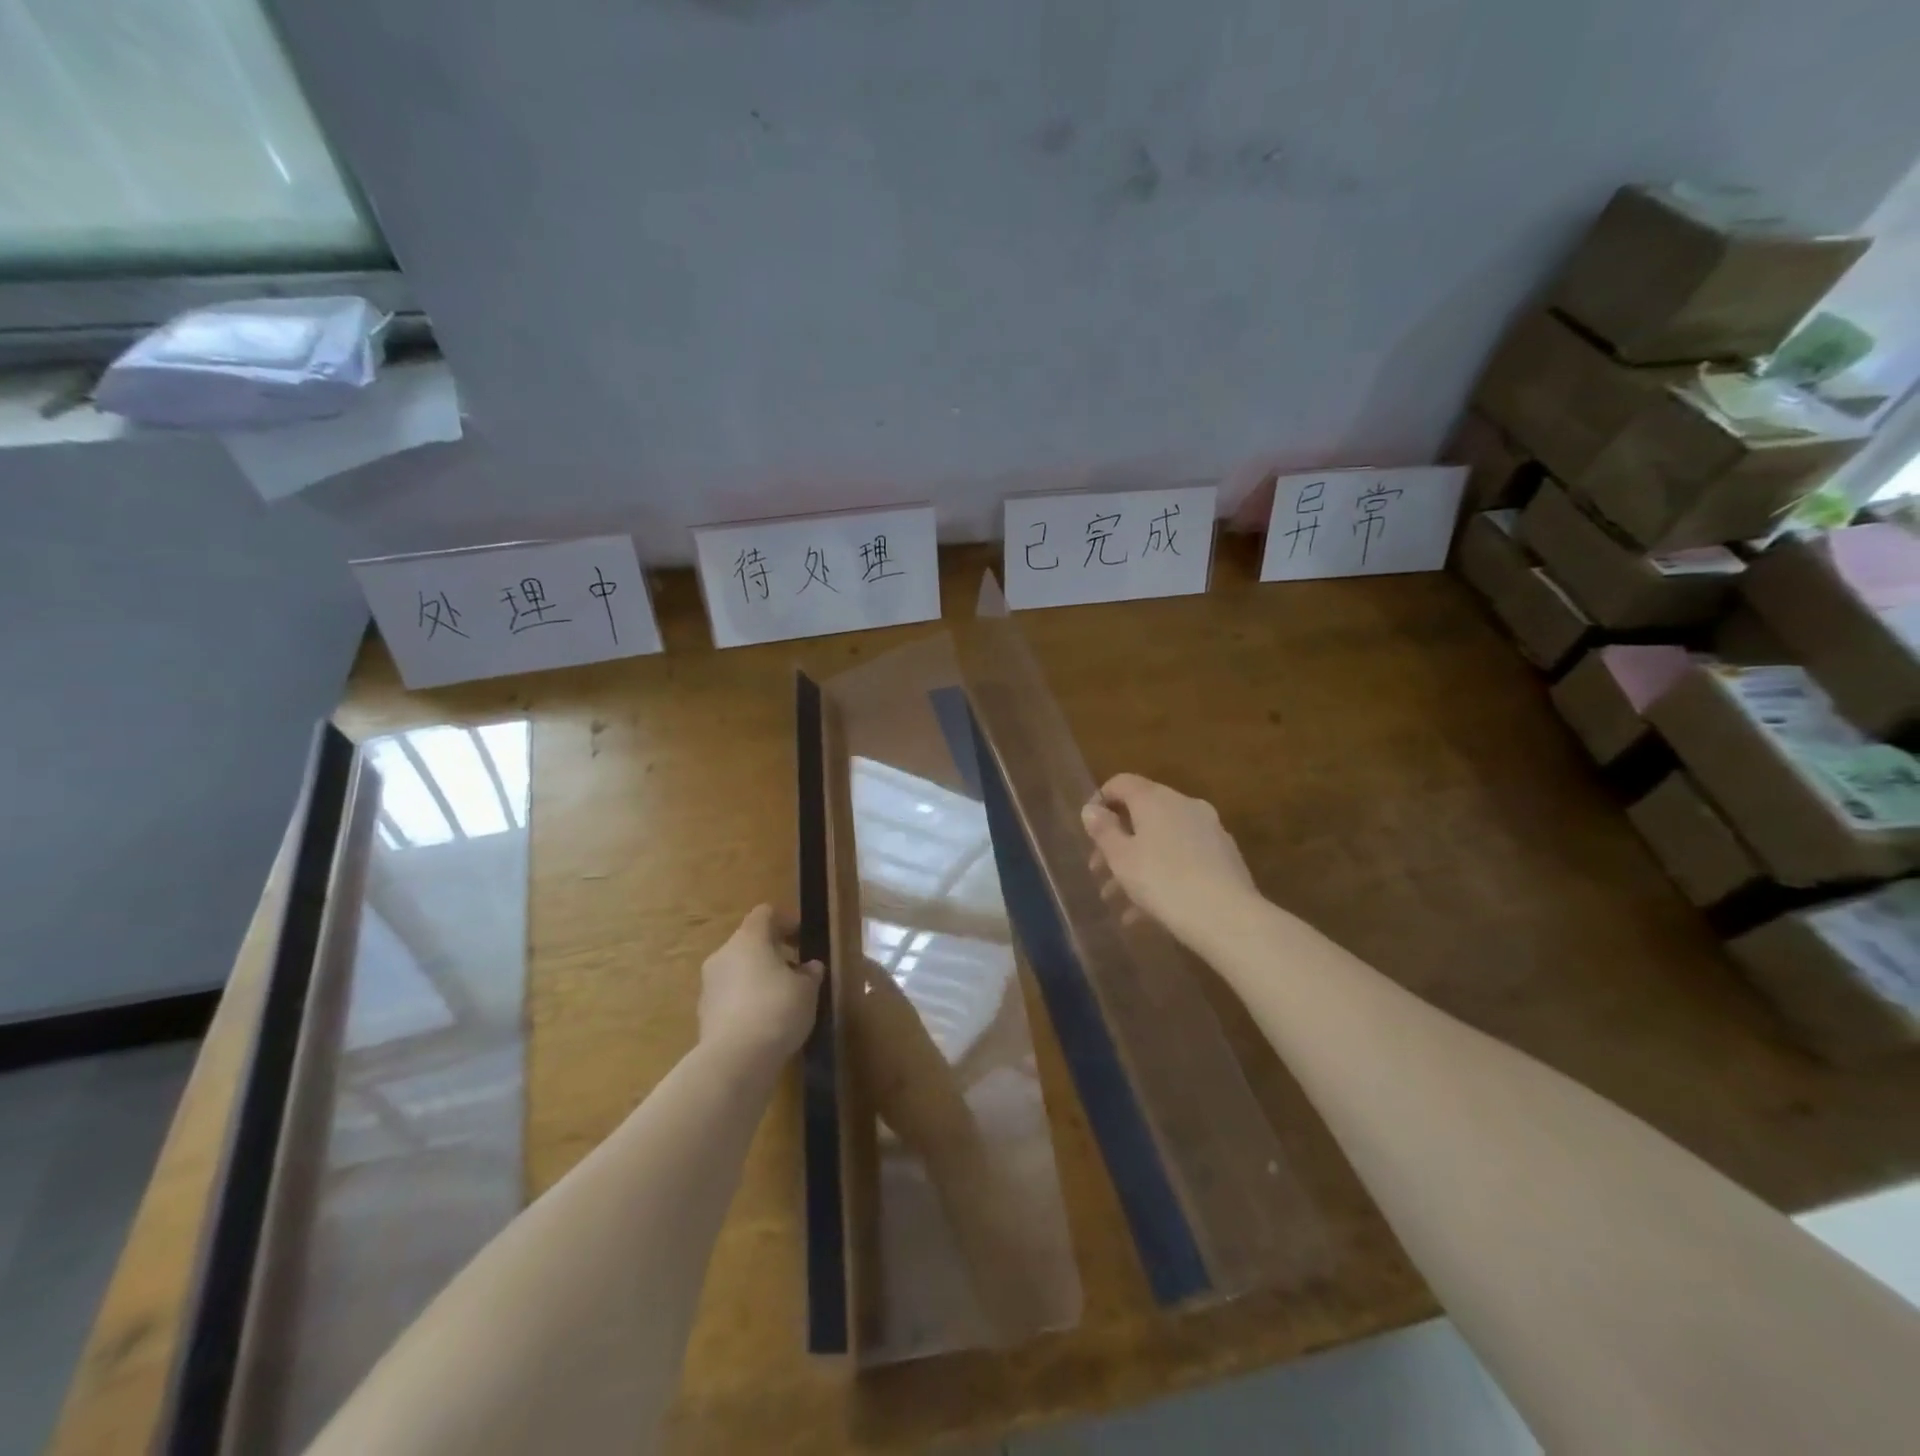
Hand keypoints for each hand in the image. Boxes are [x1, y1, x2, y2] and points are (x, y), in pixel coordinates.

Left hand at [698, 905, 822, 1061]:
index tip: (802, 938)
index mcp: (748, 939)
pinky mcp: (704, 1013)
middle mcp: (723, 955)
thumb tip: (810, 967)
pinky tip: (764, 1022)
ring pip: (737, 970)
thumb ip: (810, 973)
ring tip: (782, 1000)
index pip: (765, 914)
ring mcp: (709, 985)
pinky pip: (729, 996)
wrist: (735, 1060)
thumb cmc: (777, 1010)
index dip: (785, 921)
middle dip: (772, 953)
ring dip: (758, 978)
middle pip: (749, 942)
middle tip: (795, 971)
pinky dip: (746, 1001)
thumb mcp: (807, 990)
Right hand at [1082, 773, 1262, 951]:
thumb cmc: (1163, 881)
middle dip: (1118, 842)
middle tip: (1099, 871)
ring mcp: (1209, 830)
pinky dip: (1163, 875)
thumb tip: (1091, 809)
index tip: (1089, 830)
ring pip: (1163, 841)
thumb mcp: (1121, 858)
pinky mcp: (1224, 857)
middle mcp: (1184, 805)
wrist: (1227, 917)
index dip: (1101, 801)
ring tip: (1119, 901)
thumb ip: (1103, 830)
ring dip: (1138, 864)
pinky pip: (1184, 859)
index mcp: (1156, 799)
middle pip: (1142, 814)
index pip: (1122, 783)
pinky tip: (1148, 913)